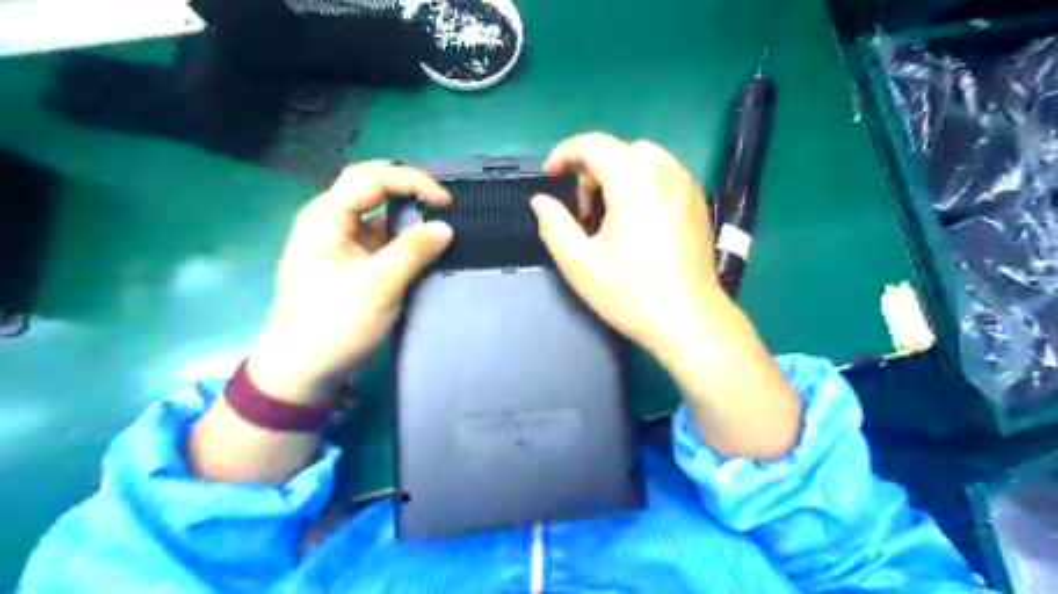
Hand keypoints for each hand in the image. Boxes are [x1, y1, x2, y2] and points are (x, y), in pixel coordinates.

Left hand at [250, 160, 452, 404]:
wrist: (303, 370)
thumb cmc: (334, 323)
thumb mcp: (378, 285)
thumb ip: (413, 251)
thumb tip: (445, 228)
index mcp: (326, 217)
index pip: (370, 178)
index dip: (411, 181)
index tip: (446, 201)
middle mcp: (331, 222)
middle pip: (372, 189)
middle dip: (409, 191)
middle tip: (442, 204)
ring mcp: (341, 244)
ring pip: (379, 215)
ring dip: (409, 217)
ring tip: (439, 224)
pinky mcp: (351, 264)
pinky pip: (381, 240)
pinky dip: (404, 240)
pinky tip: (424, 248)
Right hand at [529, 131, 726, 356]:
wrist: (689, 320)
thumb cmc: (632, 295)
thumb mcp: (580, 265)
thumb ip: (554, 225)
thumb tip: (540, 201)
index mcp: (634, 184)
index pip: (595, 144)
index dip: (565, 153)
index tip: (550, 175)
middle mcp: (665, 174)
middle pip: (619, 150)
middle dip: (592, 170)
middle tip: (582, 212)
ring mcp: (686, 187)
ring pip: (643, 159)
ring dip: (617, 175)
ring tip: (608, 217)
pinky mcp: (697, 202)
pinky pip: (663, 175)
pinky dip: (641, 183)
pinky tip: (636, 221)